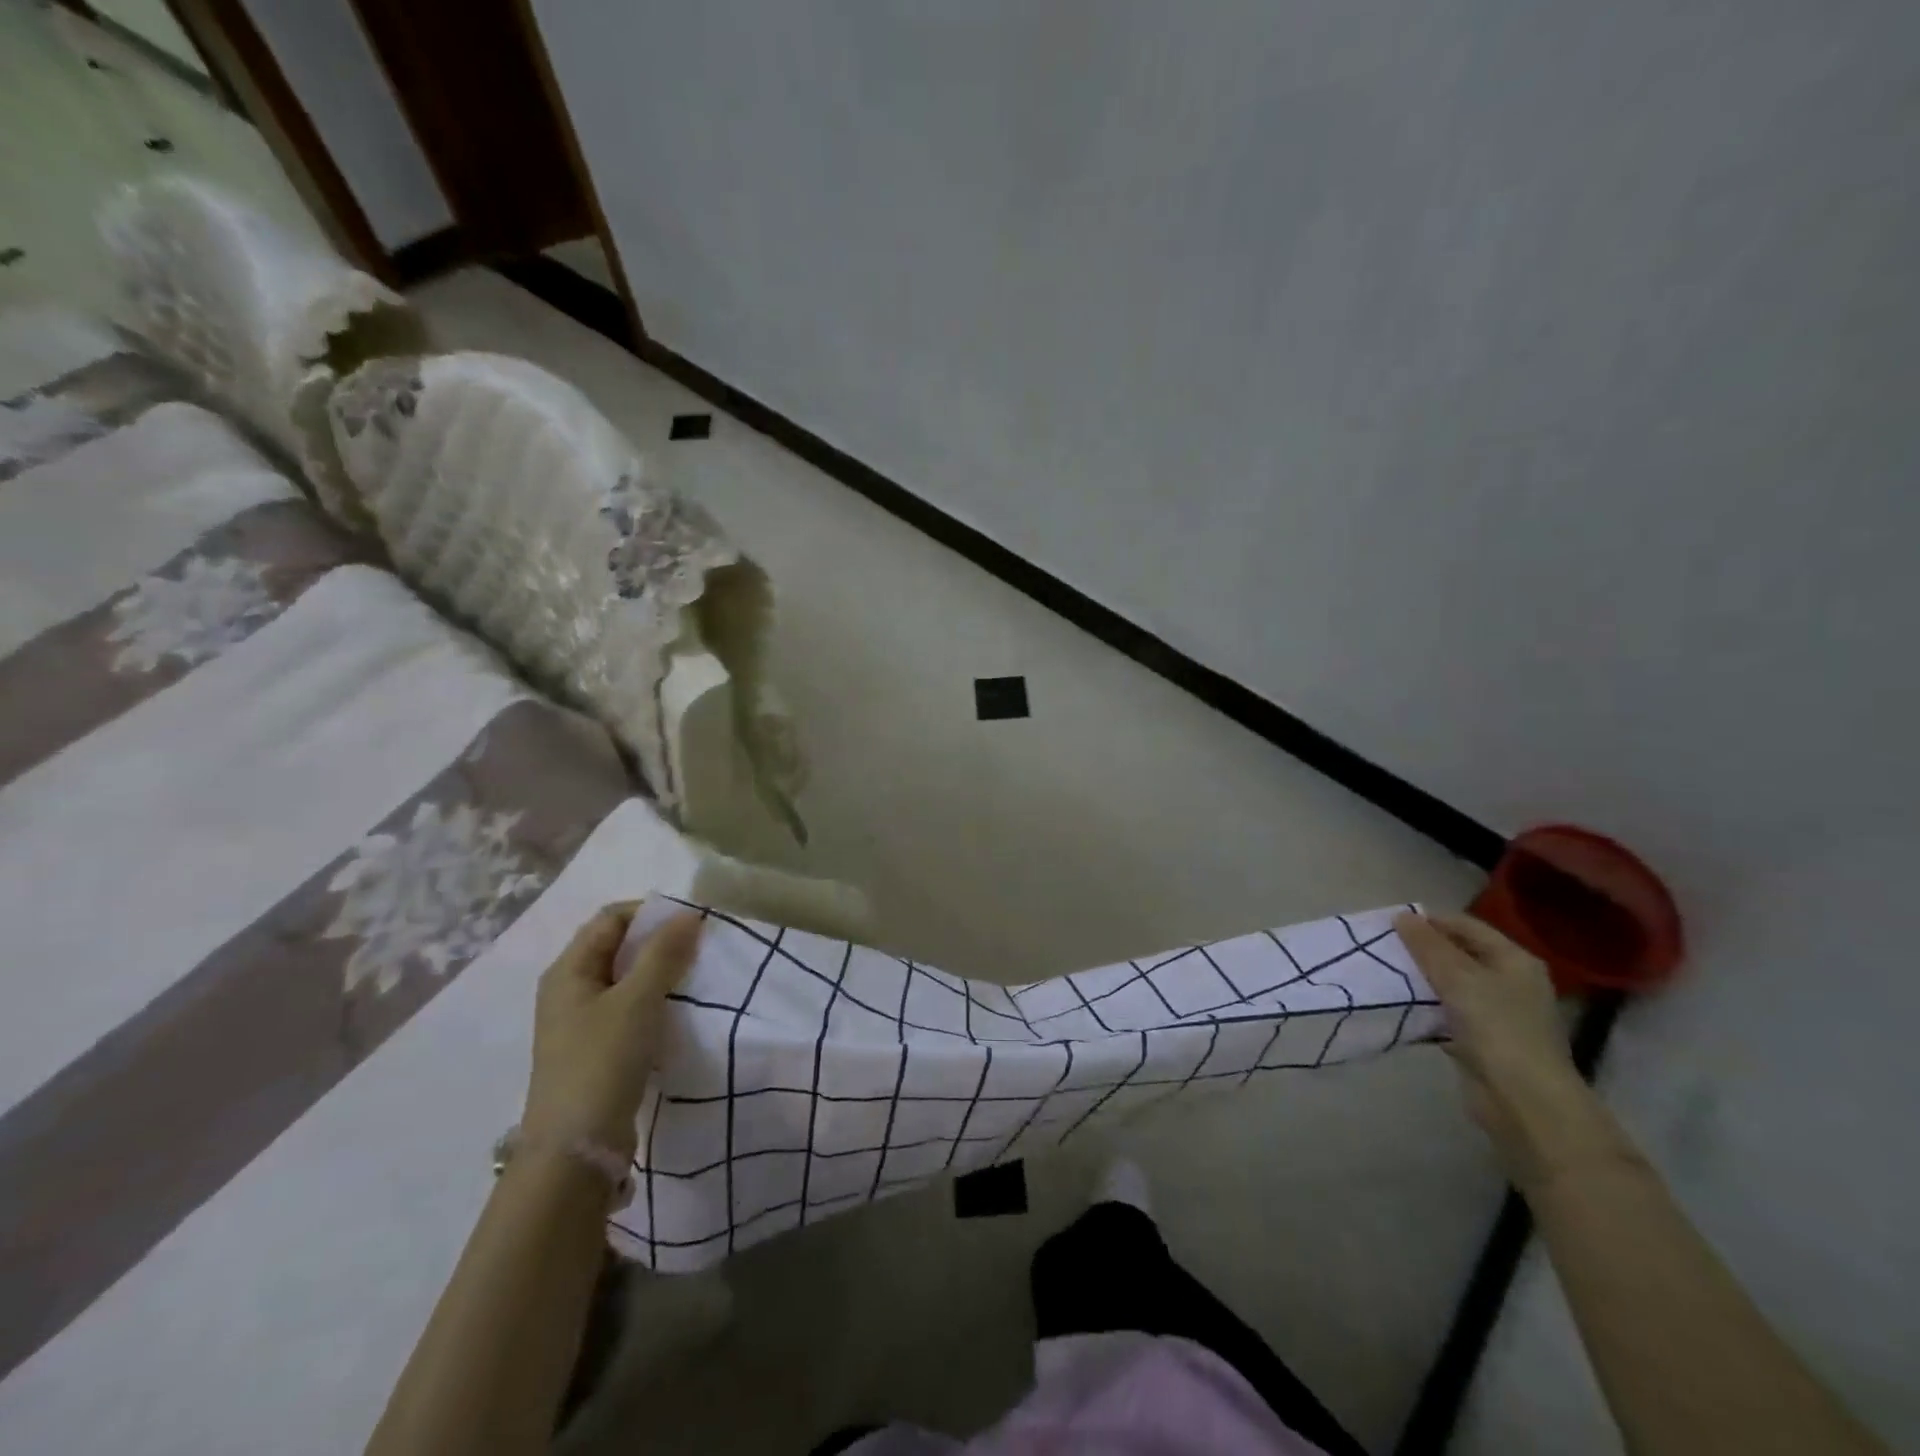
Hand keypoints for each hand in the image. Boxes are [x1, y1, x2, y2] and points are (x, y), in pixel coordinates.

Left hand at [521, 902, 703, 1156]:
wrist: (576, 1151)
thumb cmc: (601, 1062)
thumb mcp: (636, 1001)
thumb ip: (663, 953)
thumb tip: (690, 914)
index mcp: (568, 970)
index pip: (611, 918)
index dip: (651, 913)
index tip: (692, 923)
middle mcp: (570, 990)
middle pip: (618, 947)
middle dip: (659, 942)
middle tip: (700, 949)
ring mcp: (582, 1022)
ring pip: (627, 979)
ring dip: (660, 973)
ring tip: (696, 978)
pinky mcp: (598, 1049)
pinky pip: (630, 1009)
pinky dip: (656, 1002)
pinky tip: (680, 1012)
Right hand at [1395, 912, 1585, 1158]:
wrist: (1524, 1101)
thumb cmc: (1497, 1028)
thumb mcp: (1459, 978)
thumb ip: (1428, 945)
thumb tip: (1402, 916)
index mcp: (1514, 960)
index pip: (1466, 926)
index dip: (1429, 921)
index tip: (1390, 924)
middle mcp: (1509, 982)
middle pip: (1458, 954)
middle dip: (1421, 950)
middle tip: (1383, 948)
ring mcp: (1497, 1013)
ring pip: (1449, 984)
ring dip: (1419, 979)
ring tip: (1384, 973)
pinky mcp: (1481, 1039)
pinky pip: (1446, 1012)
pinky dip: (1424, 1007)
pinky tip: (1398, 1005)